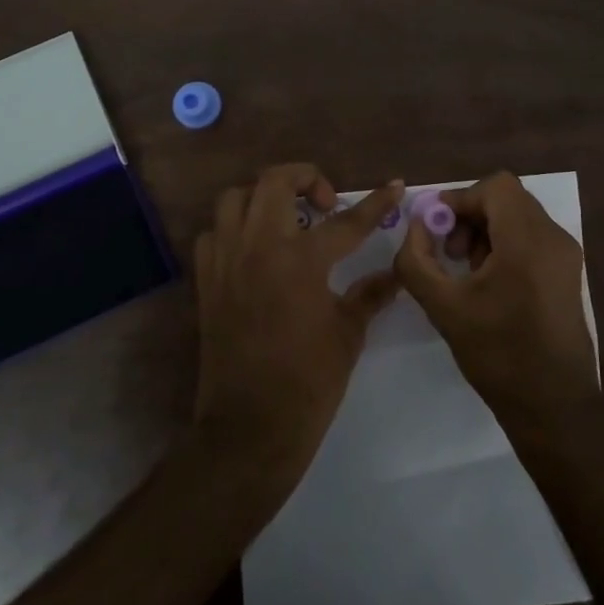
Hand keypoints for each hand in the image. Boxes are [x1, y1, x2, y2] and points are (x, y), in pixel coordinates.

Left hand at [192, 165, 404, 486]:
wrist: (250, 427)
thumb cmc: (308, 382)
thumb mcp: (348, 334)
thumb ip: (370, 294)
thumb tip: (397, 273)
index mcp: (301, 261)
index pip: (347, 221)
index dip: (376, 203)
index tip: (396, 185)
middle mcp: (259, 247)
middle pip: (275, 181)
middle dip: (306, 177)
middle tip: (325, 202)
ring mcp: (226, 261)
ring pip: (235, 198)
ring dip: (263, 197)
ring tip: (286, 218)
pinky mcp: (206, 280)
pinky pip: (213, 233)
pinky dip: (234, 229)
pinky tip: (253, 249)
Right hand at [395, 171, 597, 424]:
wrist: (553, 406)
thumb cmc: (498, 355)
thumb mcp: (443, 307)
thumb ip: (417, 261)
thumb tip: (416, 227)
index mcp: (528, 241)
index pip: (496, 187)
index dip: (460, 199)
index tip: (436, 227)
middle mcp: (554, 238)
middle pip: (507, 199)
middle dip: (471, 216)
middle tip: (449, 251)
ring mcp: (567, 255)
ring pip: (520, 217)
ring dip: (487, 230)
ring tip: (467, 270)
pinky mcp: (569, 273)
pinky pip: (533, 238)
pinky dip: (506, 244)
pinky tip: (489, 282)